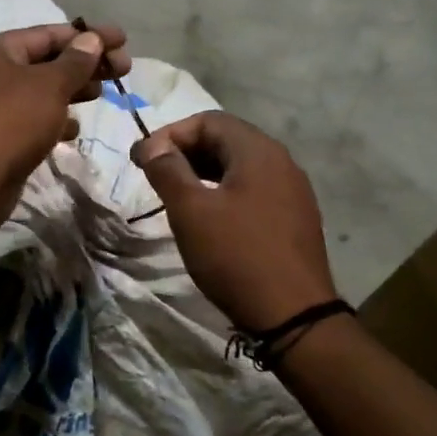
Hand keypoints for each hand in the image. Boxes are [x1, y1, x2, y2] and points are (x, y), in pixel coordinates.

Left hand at [0, 22, 130, 189]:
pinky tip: (74, 129)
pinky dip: (54, 118)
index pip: (49, 33)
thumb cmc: (14, 123)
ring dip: (73, 89)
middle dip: (85, 64)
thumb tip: (91, 39)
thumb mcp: (51, 86)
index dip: (89, 35)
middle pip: (46, 60)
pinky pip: (32, 117)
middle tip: (123, 69)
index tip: (122, 40)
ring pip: (41, 90)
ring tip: (102, 94)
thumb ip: (75, 61)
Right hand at [132, 112, 336, 331]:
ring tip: (176, 195)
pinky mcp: (295, 217)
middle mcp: (281, 161)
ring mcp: (292, 190)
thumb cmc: (235, 255)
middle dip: (186, 151)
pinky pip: (253, 189)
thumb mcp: (191, 211)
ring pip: (239, 166)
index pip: (208, 120)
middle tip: (154, 175)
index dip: (170, 133)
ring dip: (203, 172)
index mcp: (258, 151)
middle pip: (226, 139)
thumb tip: (152, 145)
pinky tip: (209, 217)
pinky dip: (224, 191)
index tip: (142, 159)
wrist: (293, 315)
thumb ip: (168, 170)